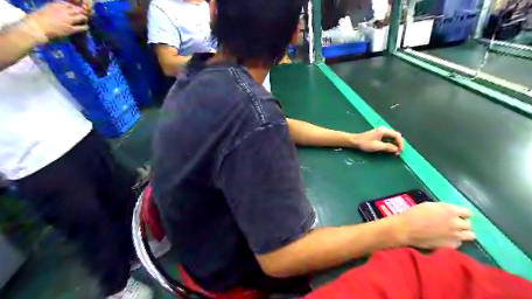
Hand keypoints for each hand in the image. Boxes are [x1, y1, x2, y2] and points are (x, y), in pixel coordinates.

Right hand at [24, 1, 86, 41]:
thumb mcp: (46, 9)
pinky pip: (82, 27)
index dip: (74, 6)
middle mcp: (63, 11)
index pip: (69, 4)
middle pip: (77, 9)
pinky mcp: (71, 29)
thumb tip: (62, 10)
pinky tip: (86, 27)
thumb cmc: (37, 18)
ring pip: (81, 17)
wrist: (36, 26)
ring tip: (85, 19)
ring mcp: (68, 20)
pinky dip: (85, 26)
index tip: (76, 8)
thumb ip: (55, 9)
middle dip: (81, 11)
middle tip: (83, 13)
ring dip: (84, 18)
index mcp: (55, 5)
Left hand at [352, 126, 405, 153]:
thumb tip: (396, 149)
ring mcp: (381, 131)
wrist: (354, 141)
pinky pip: (388, 138)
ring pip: (392, 137)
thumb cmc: (364, 143)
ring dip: (395, 144)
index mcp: (384, 131)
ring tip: (395, 151)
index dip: (400, 143)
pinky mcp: (379, 134)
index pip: (397, 135)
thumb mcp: (377, 146)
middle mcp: (384, 129)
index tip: (400, 151)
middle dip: (398, 144)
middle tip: (398, 152)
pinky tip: (390, 148)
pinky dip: (391, 143)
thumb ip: (387, 147)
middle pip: (396, 135)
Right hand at [394, 202, 473, 248]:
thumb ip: (443, 209)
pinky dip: (453, 241)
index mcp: (450, 210)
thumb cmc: (413, 214)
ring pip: (470, 235)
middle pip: (469, 224)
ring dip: (462, 233)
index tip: (454, 215)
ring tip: (452, 233)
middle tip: (451, 224)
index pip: (467, 212)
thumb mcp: (428, 206)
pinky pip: (459, 243)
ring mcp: (455, 236)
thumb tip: (450, 213)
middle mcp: (456, 223)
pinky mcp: (451, 246)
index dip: (461, 213)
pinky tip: (443, 239)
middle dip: (461, 223)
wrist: (405, 229)